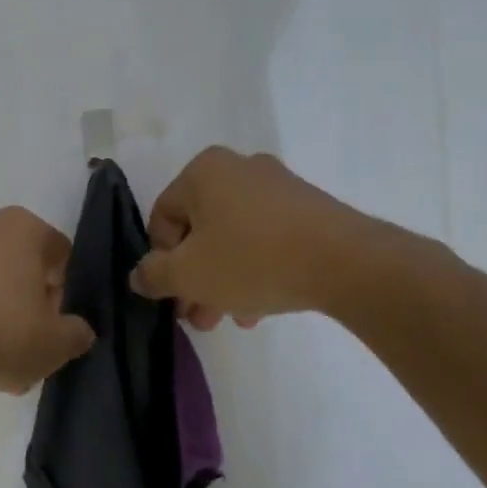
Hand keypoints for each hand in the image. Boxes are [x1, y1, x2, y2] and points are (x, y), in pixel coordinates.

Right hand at [130, 148, 372, 328]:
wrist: (347, 263)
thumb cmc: (252, 259)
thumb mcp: (187, 274)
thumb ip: (152, 274)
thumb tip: (139, 276)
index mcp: (203, 171)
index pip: (162, 218)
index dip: (160, 261)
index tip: (173, 295)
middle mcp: (239, 168)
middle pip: (200, 230)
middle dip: (195, 278)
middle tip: (198, 317)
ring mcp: (278, 187)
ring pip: (234, 238)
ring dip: (223, 280)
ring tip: (230, 319)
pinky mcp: (309, 208)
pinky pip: (267, 239)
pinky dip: (256, 270)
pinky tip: (258, 308)